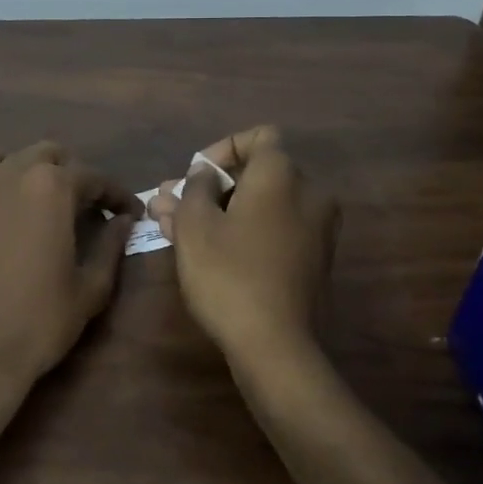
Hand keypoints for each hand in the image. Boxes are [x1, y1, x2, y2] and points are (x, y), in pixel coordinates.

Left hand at [0, 140, 139, 399]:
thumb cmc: (38, 322)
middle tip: (81, 205)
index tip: (128, 212)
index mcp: (50, 187)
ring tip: (28, 198)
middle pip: (45, 154)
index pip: (93, 177)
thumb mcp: (90, 289)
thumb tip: (123, 221)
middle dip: (69, 173)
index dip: (116, 194)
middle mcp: (7, 174)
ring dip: (17, 168)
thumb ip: (110, 246)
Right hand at [156, 126, 339, 369]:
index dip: (221, 150)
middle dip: (207, 187)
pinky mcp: (312, 260)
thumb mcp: (195, 224)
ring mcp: (316, 229)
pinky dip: (242, 231)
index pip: (258, 137)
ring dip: (218, 210)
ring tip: (171, 227)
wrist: (275, 345)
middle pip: (254, 175)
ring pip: (259, 205)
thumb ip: (195, 187)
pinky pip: (273, 229)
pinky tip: (203, 248)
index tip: (194, 178)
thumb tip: (204, 175)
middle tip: (167, 205)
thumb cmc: (229, 274)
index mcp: (282, 175)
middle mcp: (308, 193)